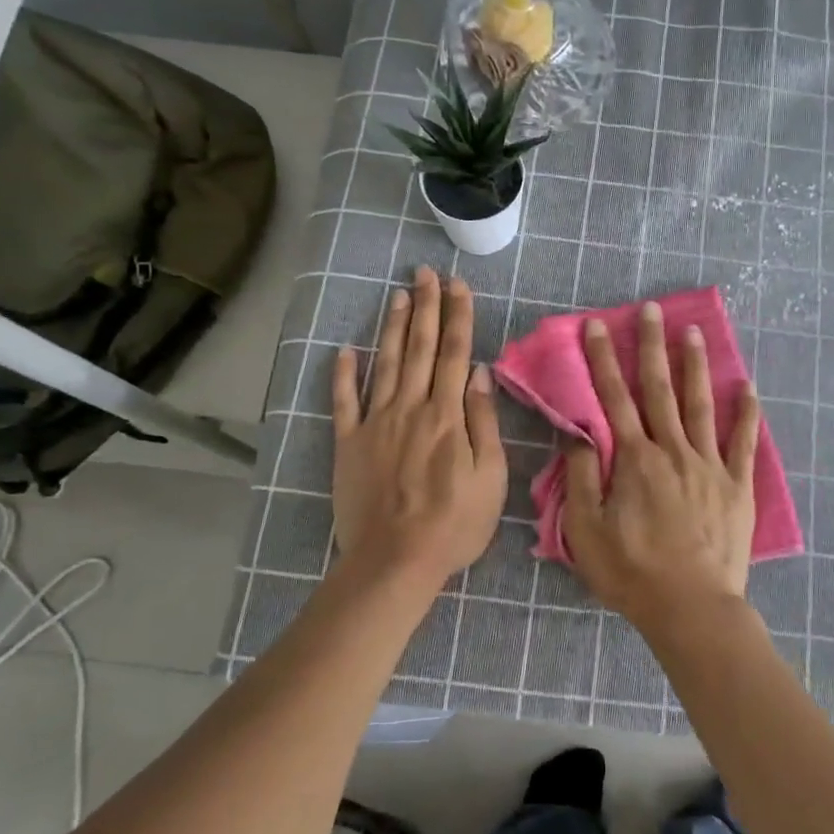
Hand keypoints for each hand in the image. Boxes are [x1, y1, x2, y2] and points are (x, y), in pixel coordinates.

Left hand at [331, 267, 505, 588]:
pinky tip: (344, 350)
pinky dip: (343, 374)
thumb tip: (480, 374)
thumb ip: (484, 422)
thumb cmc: (454, 523)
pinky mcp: (350, 443)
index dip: (458, 316)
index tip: (458, 285)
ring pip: (386, 364)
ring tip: (397, 295)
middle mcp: (411, 408)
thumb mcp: (491, 476)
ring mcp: (376, 423)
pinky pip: (344, 401)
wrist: (395, 560)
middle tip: (424, 273)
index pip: (456, 354)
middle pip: (421, 348)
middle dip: (425, 307)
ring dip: (393, 328)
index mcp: (448, 415)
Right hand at [563, 302, 763, 637]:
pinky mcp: (737, 485)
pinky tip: (748, 386)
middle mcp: (673, 450)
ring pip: (701, 405)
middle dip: (652, 347)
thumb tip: (577, 433)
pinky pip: (743, 442)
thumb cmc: (632, 572)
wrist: (691, 607)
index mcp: (635, 460)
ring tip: (694, 332)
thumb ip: (581, 477)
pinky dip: (747, 413)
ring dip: (695, 366)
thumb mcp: (585, 531)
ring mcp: (709, 465)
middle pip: (659, 389)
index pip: (613, 399)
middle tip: (652, 310)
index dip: (603, 359)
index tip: (598, 325)